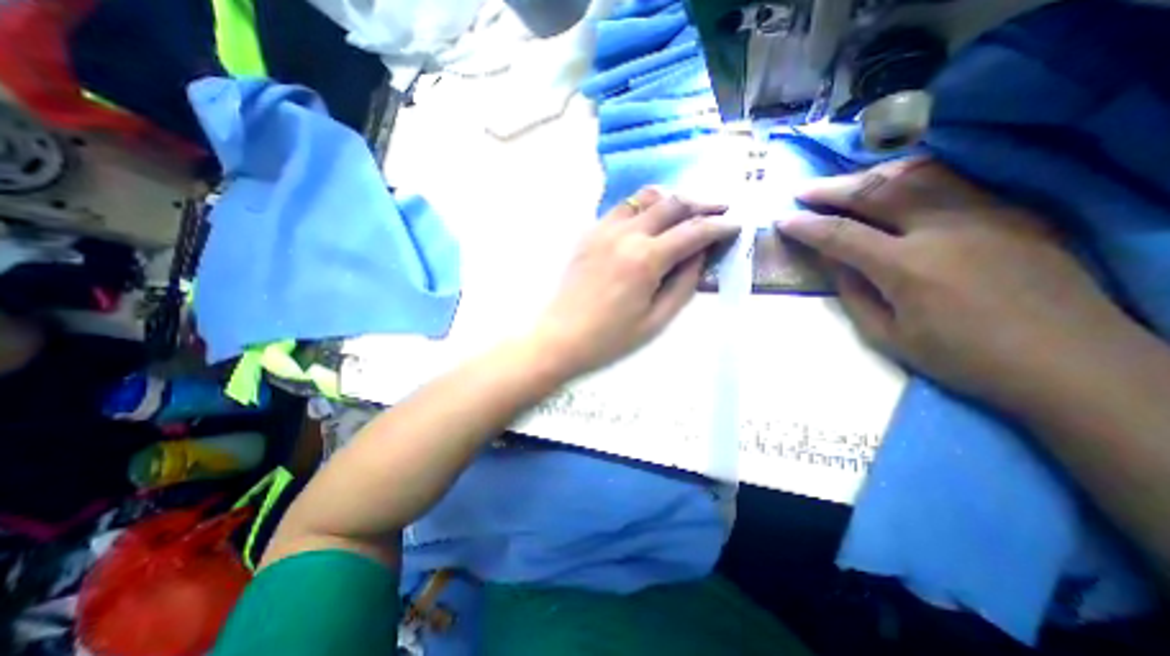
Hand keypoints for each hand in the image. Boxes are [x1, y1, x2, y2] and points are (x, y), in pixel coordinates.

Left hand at [534, 186, 732, 376]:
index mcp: (646, 259)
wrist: (560, 337)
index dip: (719, 226)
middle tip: (719, 211)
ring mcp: (603, 230)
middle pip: (672, 204)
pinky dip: (642, 207)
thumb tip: (699, 254)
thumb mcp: (656, 320)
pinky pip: (621, 208)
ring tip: (685, 211)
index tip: (735, 225)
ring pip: (644, 198)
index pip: (693, 231)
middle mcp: (626, 234)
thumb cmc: (610, 338)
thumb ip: (683, 283)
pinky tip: (649, 220)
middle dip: (701, 205)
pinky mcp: (589, 233)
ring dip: (671, 200)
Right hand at [781, 160, 1129, 408]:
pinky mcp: (1012, 210)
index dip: (806, 226)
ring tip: (843, 182)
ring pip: (916, 175)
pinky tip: (892, 184)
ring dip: (869, 175)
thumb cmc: (961, 356)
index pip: (841, 235)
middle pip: (876, 192)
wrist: (1069, 361)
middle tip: (803, 191)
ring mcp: (984, 213)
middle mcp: (944, 229)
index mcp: (907, 267)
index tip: (782, 220)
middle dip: (830, 189)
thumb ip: (852, 292)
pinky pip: (951, 180)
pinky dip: (910, 177)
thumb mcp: (887, 335)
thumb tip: (830, 259)